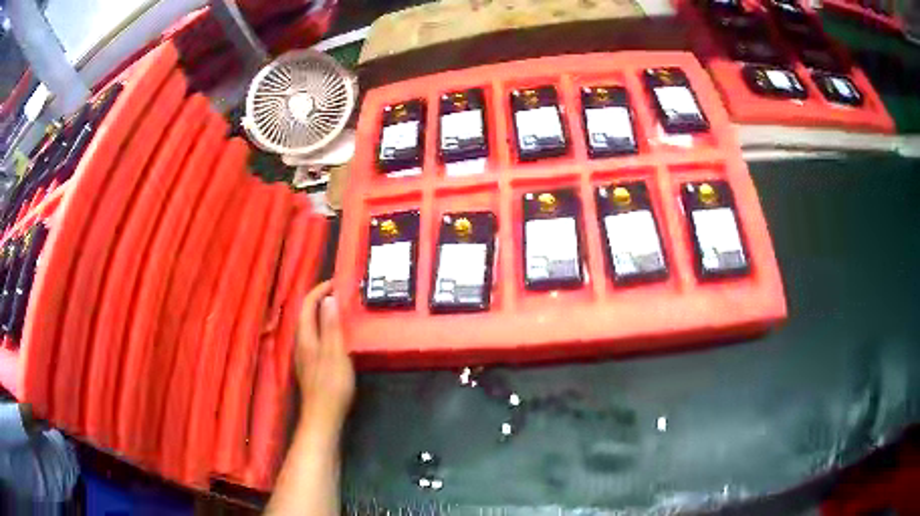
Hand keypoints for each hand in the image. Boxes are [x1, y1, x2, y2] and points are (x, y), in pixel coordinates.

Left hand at [295, 281, 354, 430]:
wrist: (323, 416)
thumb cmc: (332, 384)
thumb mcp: (335, 353)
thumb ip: (331, 326)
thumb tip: (329, 298)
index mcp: (305, 337)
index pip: (307, 305)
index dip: (319, 291)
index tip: (337, 282)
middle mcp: (301, 343)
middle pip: (306, 314)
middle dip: (321, 299)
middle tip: (342, 293)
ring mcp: (305, 355)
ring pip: (310, 326)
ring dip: (323, 313)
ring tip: (342, 310)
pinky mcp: (311, 365)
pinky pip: (315, 337)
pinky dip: (325, 327)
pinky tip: (337, 335)